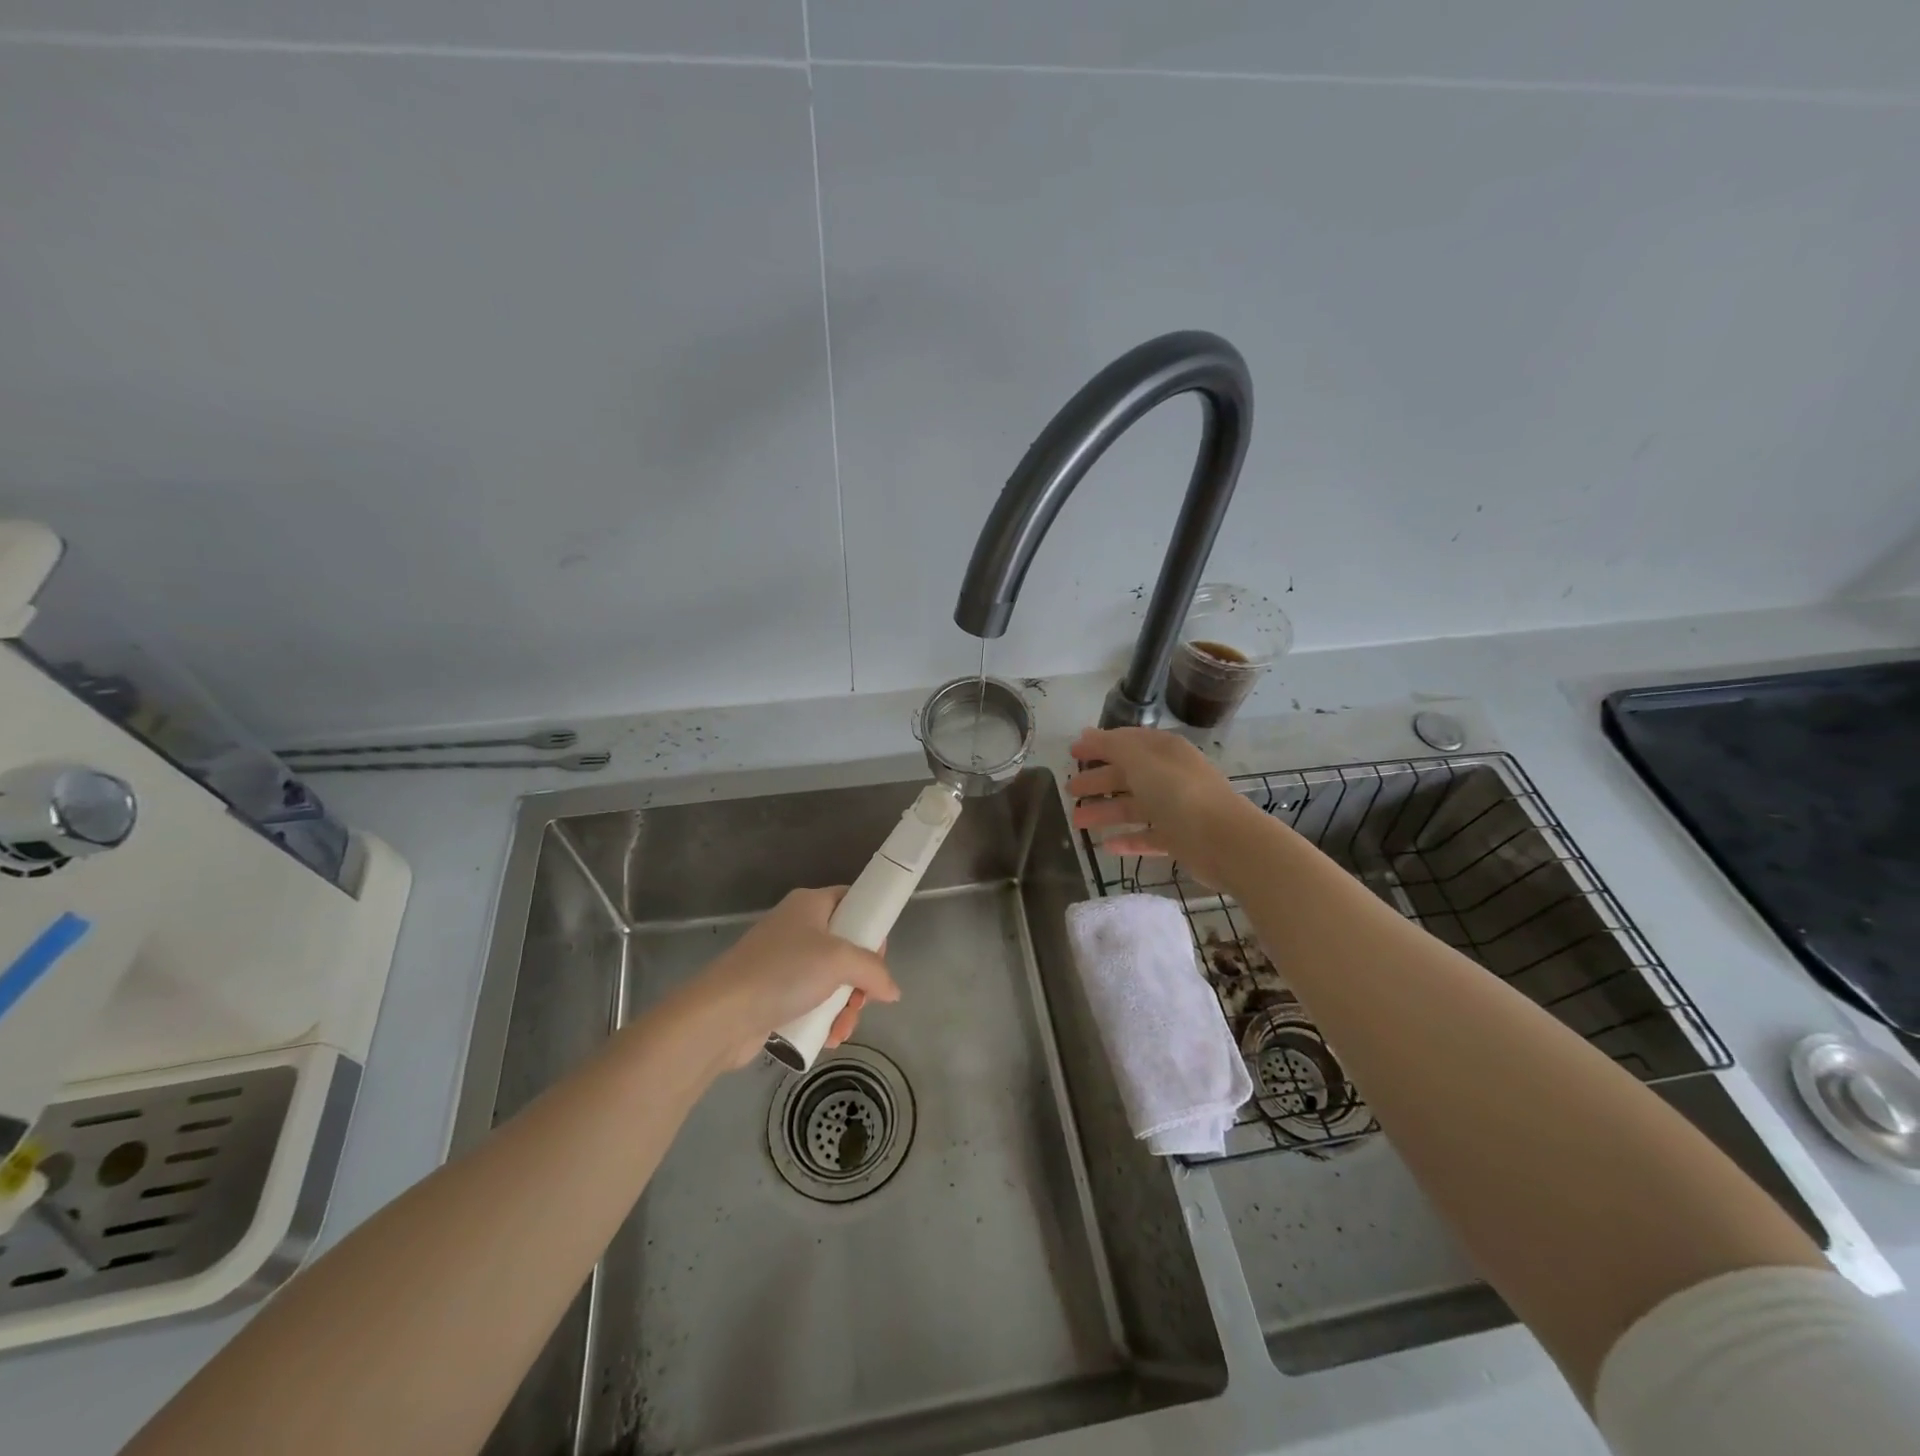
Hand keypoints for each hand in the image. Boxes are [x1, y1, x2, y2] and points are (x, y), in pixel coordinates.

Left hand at [692, 887, 900, 1068]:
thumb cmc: (784, 972)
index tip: (879, 956)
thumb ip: (874, 971)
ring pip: (832, 980)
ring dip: (845, 1007)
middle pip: (846, 947)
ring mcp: (784, 963)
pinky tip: (826, 1037)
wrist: (722, 1015)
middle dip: (860, 980)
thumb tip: (892, 991)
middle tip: (862, 999)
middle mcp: (797, 928)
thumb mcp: (839, 961)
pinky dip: (824, 1019)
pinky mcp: (774, 995)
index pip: (852, 900)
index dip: (872, 925)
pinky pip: (812, 1002)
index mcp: (810, 904)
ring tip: (841, 1029)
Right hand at [1067, 726, 1262, 888]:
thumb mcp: (1140, 760)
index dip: (1098, 745)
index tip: (1072, 753)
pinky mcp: (1179, 838)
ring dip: (1105, 812)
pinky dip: (1127, 839)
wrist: (1223, 839)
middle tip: (1070, 790)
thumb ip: (1111, 746)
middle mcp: (1170, 775)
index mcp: (1164, 751)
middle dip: (1097, 781)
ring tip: (1077, 821)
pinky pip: (1147, 836)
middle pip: (1127, 775)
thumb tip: (1086, 734)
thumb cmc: (1178, 792)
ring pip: (1133, 807)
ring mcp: (1175, 808)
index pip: (1125, 742)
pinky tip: (1106, 846)